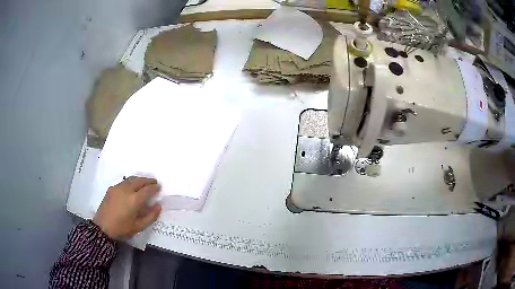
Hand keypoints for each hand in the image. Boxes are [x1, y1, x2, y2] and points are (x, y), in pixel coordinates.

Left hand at [93, 176, 161, 239]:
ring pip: (131, 179)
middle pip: (139, 181)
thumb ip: (151, 216)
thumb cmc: (122, 229)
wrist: (102, 227)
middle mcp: (126, 190)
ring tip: (144, 182)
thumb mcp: (139, 226)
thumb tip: (158, 206)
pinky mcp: (111, 188)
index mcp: (134, 200)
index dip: (154, 187)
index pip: (147, 189)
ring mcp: (118, 187)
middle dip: (148, 180)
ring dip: (139, 179)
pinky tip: (132, 186)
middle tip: (154, 182)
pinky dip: (131, 181)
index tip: (159, 187)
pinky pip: (124, 182)